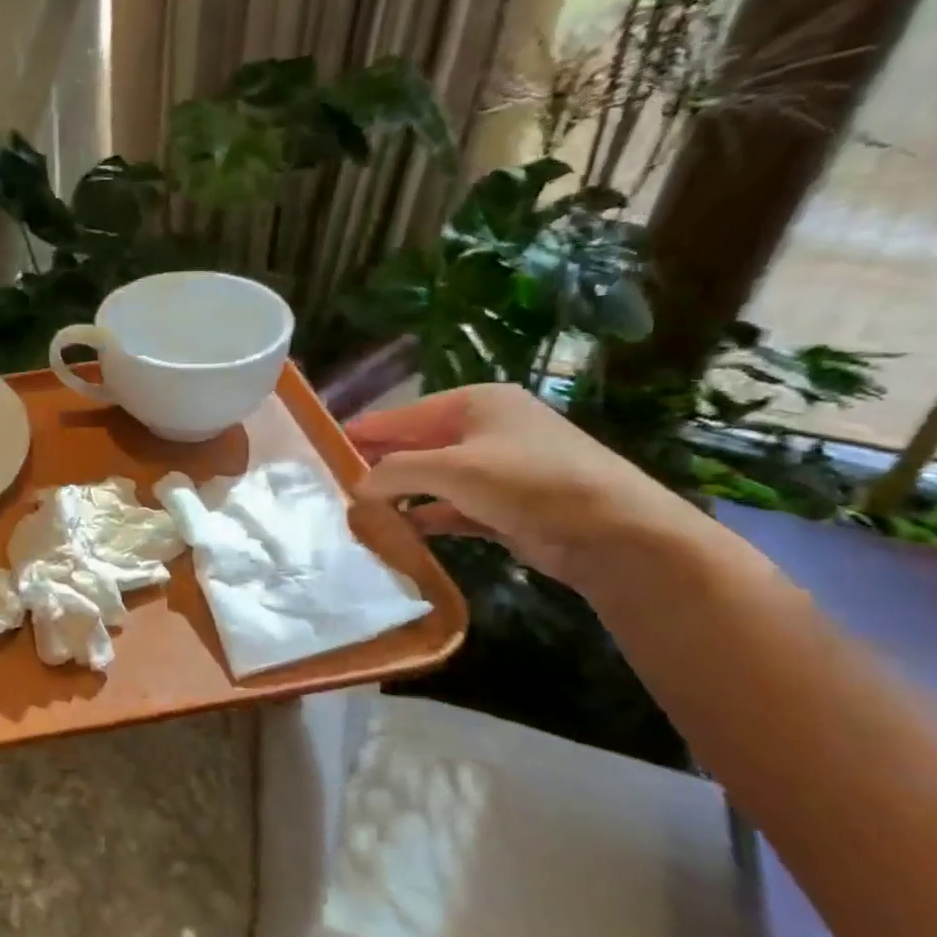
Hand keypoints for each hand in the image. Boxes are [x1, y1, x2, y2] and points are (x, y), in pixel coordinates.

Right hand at [346, 385, 702, 585]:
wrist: (613, 532)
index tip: (323, 451)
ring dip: (401, 496)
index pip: (402, 416)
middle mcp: (485, 429)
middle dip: (380, 467)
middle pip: (416, 446)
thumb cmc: (527, 482)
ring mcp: (497, 468)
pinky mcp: (505, 505)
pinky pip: (451, 507)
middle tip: (337, 487)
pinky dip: (427, 518)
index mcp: (474, 403)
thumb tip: (357, 486)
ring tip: (360, 513)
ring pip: (432, 479)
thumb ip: (395, 472)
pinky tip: (400, 532)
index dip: (364, 433)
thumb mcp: (452, 470)